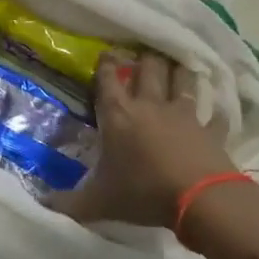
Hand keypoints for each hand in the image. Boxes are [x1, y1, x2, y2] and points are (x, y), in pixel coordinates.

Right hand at [57, 52, 240, 228]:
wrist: (200, 199)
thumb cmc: (143, 192)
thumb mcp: (99, 202)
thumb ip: (70, 203)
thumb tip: (43, 204)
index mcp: (119, 115)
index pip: (109, 78)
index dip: (106, 63)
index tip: (107, 53)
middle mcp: (150, 106)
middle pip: (148, 69)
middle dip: (144, 59)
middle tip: (142, 56)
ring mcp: (184, 115)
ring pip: (182, 80)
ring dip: (178, 72)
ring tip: (176, 66)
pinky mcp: (211, 130)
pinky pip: (214, 116)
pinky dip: (214, 113)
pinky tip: (215, 113)